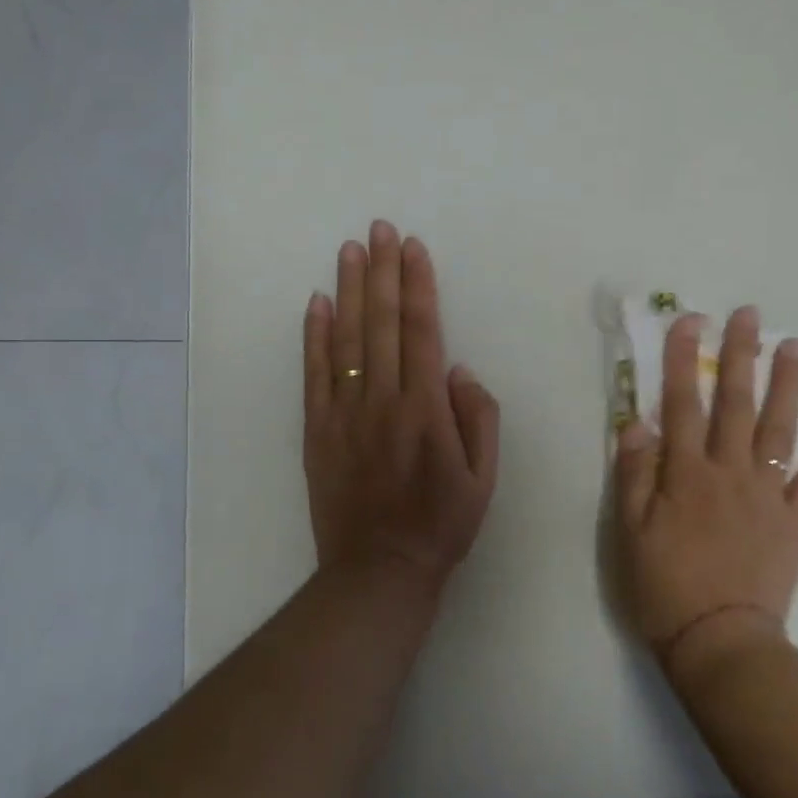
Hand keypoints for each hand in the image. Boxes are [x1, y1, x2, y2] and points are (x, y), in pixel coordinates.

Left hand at [303, 221, 499, 596]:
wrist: (379, 569)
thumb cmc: (441, 524)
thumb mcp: (484, 478)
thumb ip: (478, 419)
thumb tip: (459, 370)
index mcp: (426, 411)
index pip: (421, 332)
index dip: (418, 286)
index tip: (414, 248)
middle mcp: (383, 402)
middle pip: (381, 324)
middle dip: (383, 272)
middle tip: (380, 229)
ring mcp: (344, 414)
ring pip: (346, 340)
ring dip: (348, 291)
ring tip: (350, 250)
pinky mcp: (317, 430)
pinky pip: (315, 374)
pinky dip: (314, 336)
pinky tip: (316, 303)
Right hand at [613, 306, 797, 670]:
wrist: (720, 642)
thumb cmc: (665, 587)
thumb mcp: (630, 533)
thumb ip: (633, 475)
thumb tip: (636, 422)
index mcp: (686, 474)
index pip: (683, 405)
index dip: (685, 361)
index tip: (691, 322)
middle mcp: (730, 473)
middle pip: (737, 404)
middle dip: (742, 356)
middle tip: (751, 315)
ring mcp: (769, 494)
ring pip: (781, 429)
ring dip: (789, 385)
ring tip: (796, 347)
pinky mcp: (796, 521)